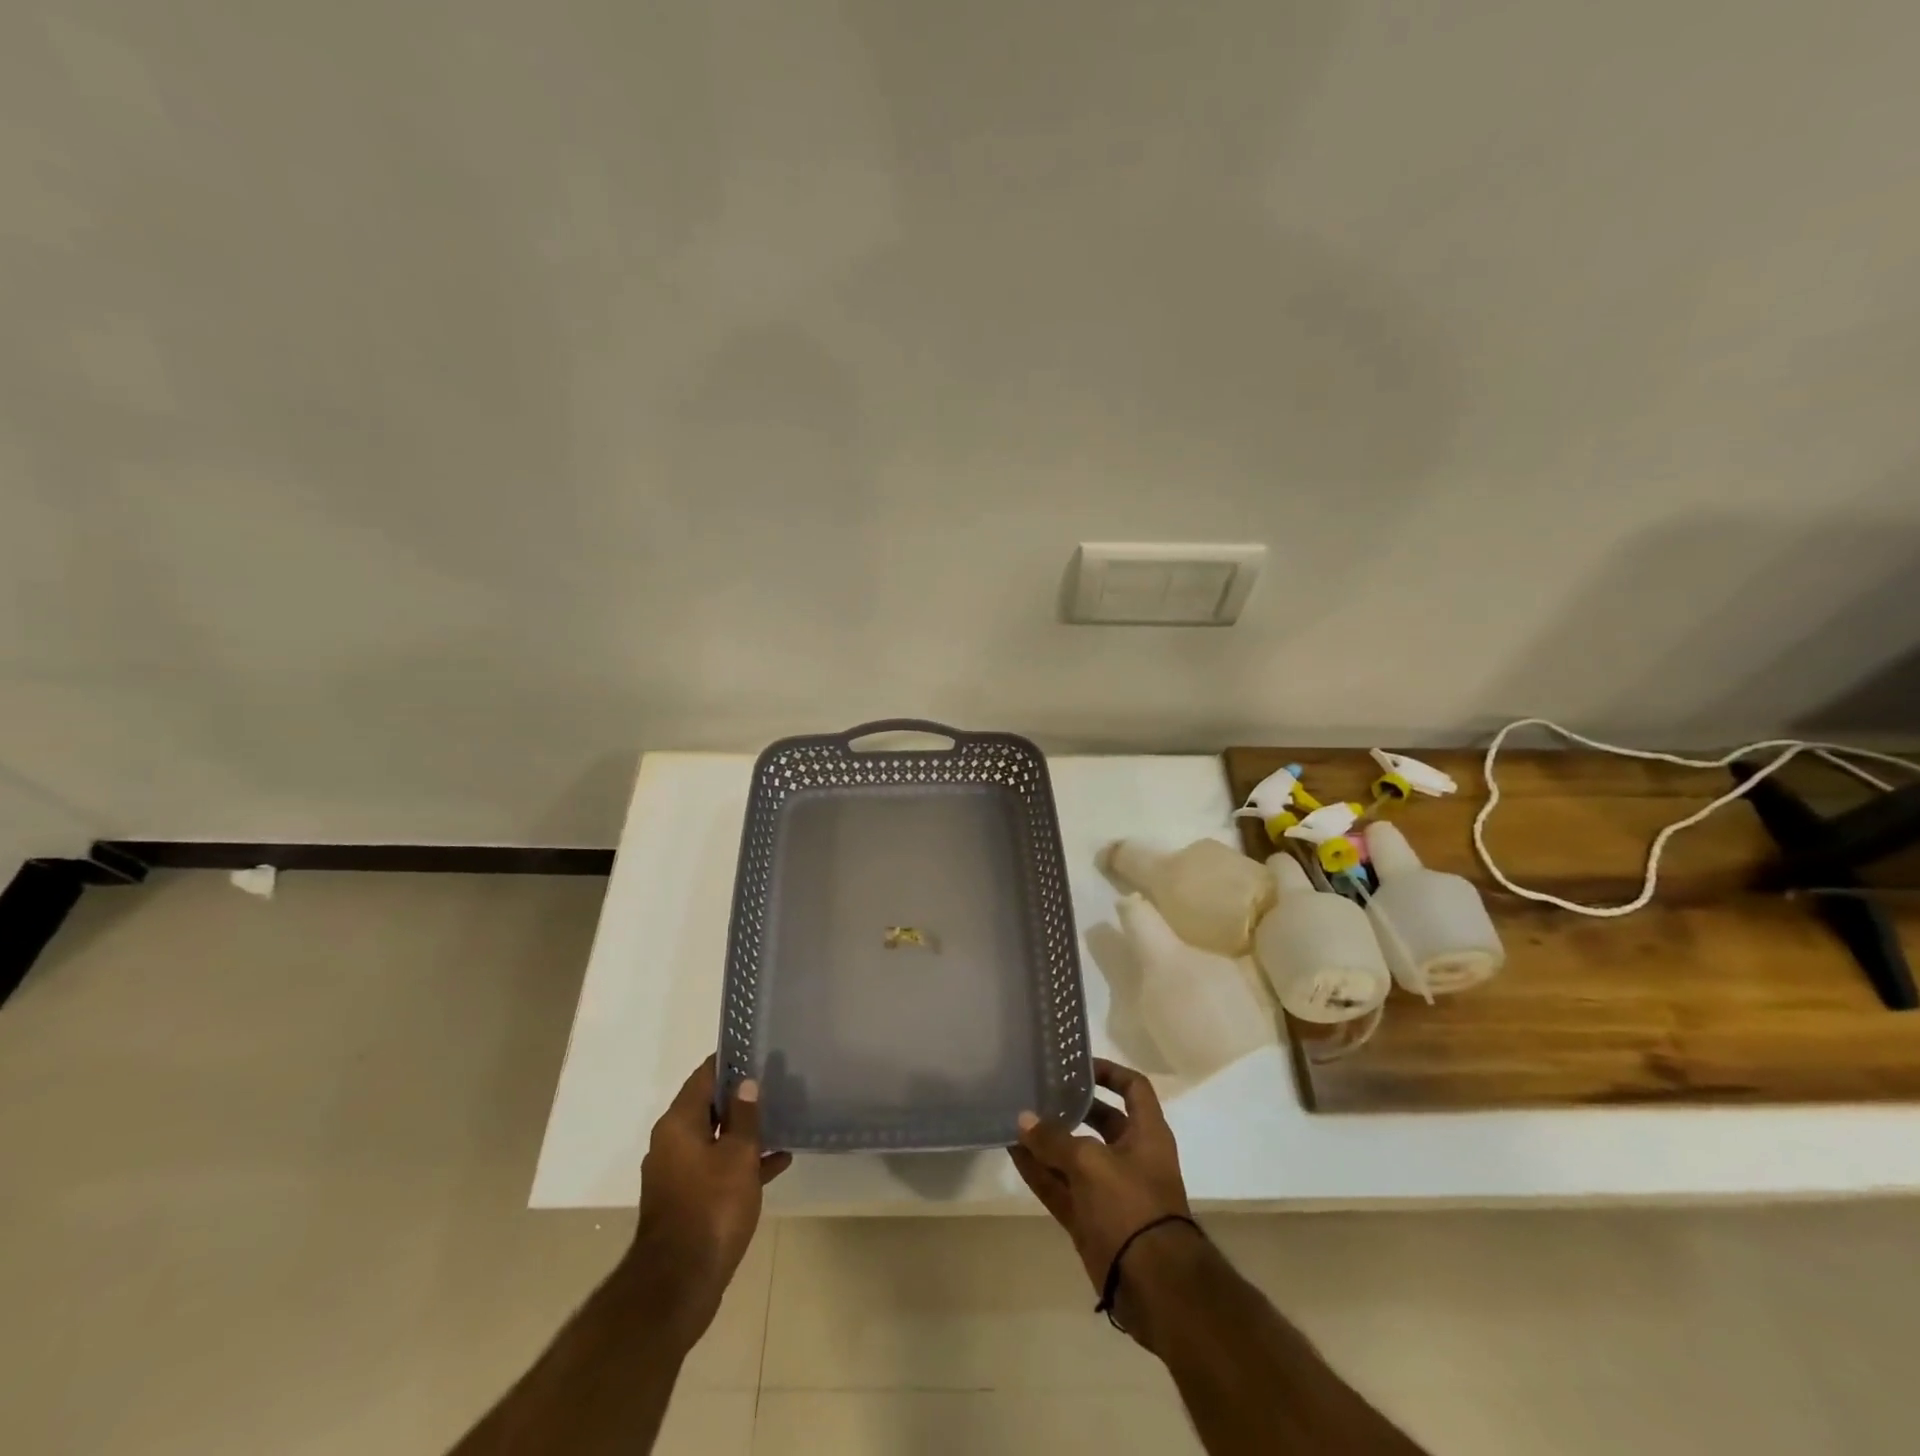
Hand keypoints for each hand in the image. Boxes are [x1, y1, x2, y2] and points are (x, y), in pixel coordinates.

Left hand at [628, 1058, 791, 1333]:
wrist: (679, 1286)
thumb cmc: (711, 1208)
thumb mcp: (738, 1155)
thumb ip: (744, 1117)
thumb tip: (746, 1084)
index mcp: (677, 1124)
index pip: (704, 1076)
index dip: (730, 1062)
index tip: (757, 1050)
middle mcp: (671, 1143)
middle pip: (708, 1107)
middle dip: (741, 1097)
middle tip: (776, 1082)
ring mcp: (677, 1174)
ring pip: (715, 1139)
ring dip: (745, 1131)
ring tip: (783, 1118)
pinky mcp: (687, 1201)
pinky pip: (717, 1168)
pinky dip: (742, 1162)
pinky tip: (778, 1161)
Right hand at [1008, 1058, 1192, 1293]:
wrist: (1153, 1285)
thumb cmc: (1131, 1206)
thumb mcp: (1091, 1163)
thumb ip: (1055, 1140)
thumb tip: (1023, 1120)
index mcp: (1147, 1134)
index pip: (1133, 1088)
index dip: (1109, 1072)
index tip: (1077, 1065)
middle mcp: (1130, 1156)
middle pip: (1100, 1121)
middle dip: (1070, 1107)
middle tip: (1037, 1091)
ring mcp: (1109, 1190)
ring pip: (1074, 1156)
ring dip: (1048, 1141)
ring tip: (1015, 1119)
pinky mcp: (1090, 1219)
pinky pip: (1061, 1187)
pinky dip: (1039, 1173)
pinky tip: (1013, 1154)